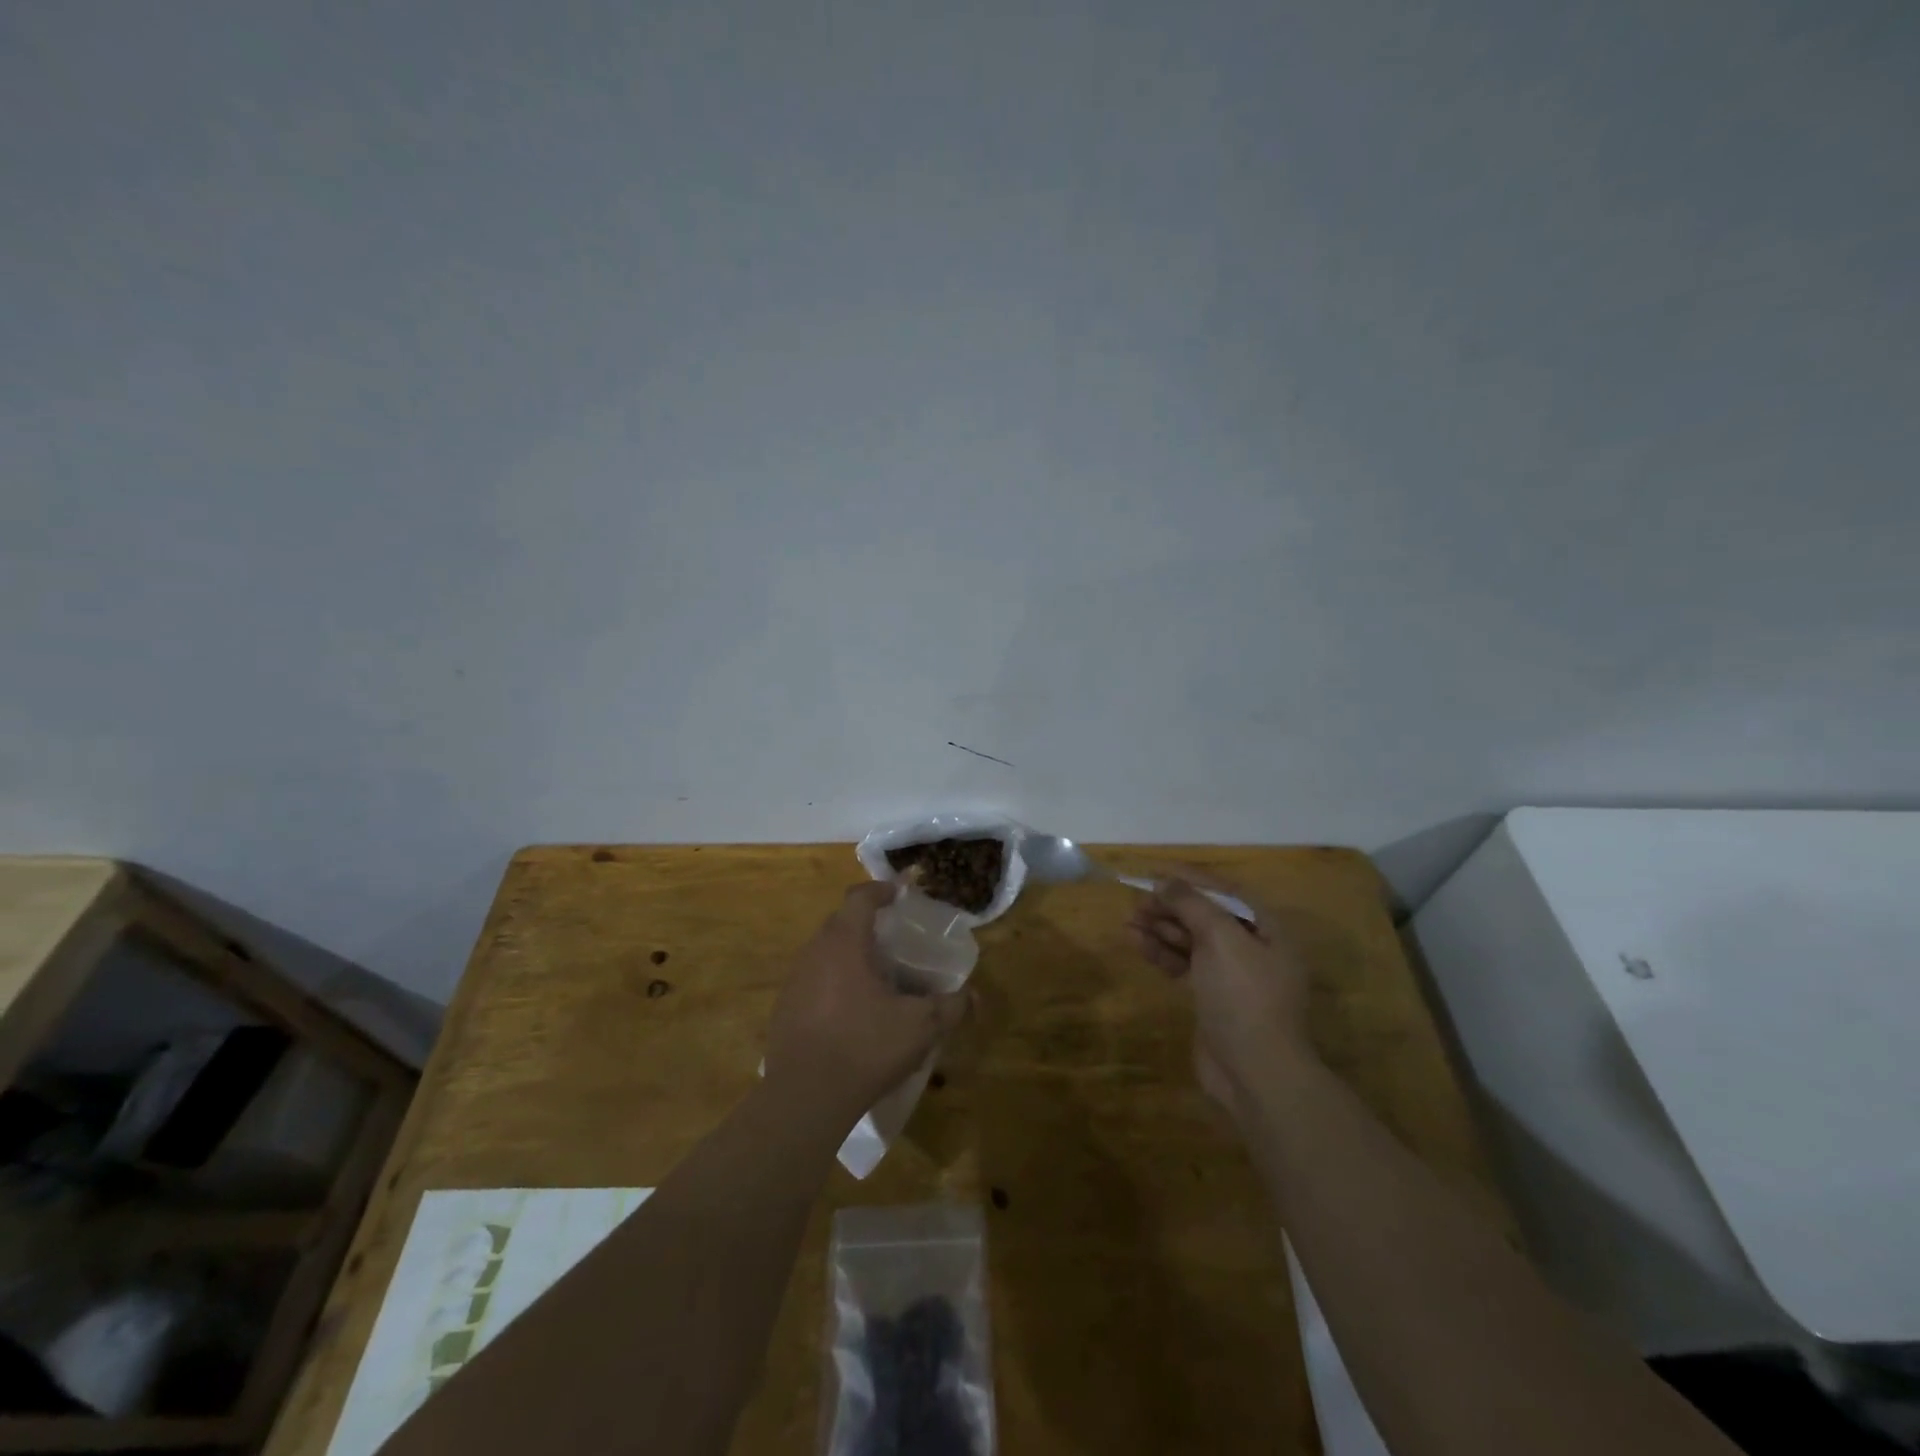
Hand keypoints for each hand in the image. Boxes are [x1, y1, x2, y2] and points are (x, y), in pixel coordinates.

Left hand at [764, 881, 970, 1128]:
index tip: (898, 895)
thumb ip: (951, 1007)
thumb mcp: (920, 1027)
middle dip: (866, 924)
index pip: (860, 897)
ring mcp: (794, 980)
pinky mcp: (784, 1009)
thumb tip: (974, 998)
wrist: (803, 1097)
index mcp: (845, 942)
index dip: (881, 890)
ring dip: (849, 955)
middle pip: (840, 922)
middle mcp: (815, 952)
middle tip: (894, 940)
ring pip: (825, 952)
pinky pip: (813, 981)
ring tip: (876, 977)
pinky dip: (833, 983)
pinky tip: (851, 1012)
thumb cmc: (864, 1047)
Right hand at [1129, 872, 1315, 1115]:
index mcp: (1267, 930)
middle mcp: (1253, 948)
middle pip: (1207, 915)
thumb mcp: (1221, 939)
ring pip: (1192, 940)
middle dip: (1172, 906)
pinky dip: (1163, 953)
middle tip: (1137, 903)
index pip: (1226, 892)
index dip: (1190, 879)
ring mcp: (1233, 976)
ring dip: (1162, 929)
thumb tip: (1164, 881)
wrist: (1256, 1073)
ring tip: (1129, 922)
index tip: (1155, 874)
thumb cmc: (1244, 997)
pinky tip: (1138, 944)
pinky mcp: (1213, 998)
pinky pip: (1185, 964)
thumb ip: (1192, 904)